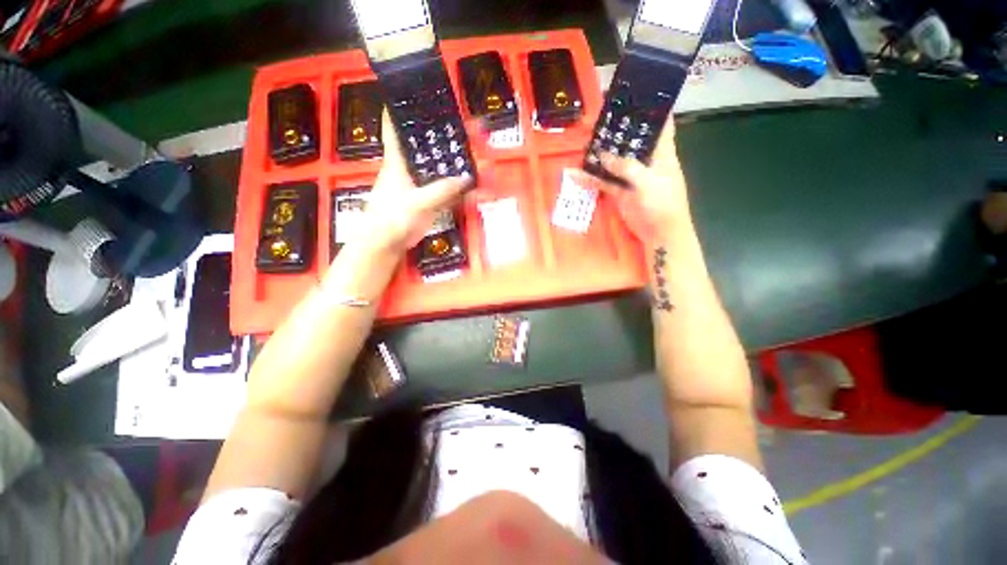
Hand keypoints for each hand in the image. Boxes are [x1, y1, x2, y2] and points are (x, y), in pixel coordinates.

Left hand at [358, 111, 471, 254]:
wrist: (387, 245)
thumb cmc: (391, 219)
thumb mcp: (416, 203)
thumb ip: (440, 191)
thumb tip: (467, 178)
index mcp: (397, 162)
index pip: (394, 128)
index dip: (402, 109)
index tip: (418, 94)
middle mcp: (409, 169)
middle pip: (427, 147)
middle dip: (446, 137)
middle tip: (469, 128)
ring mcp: (421, 186)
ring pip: (440, 169)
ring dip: (457, 163)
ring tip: (479, 155)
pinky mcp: (429, 201)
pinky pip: (447, 190)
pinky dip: (460, 187)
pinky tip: (474, 185)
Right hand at [569, 121, 690, 244]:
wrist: (660, 235)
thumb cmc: (664, 205)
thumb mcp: (648, 182)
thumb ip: (627, 167)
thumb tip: (603, 155)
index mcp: (662, 153)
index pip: (660, 124)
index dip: (650, 109)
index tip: (635, 95)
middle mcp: (646, 162)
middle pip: (630, 141)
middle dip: (616, 131)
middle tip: (597, 119)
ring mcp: (630, 178)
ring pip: (613, 162)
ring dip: (599, 155)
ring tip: (582, 143)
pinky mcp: (620, 193)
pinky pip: (603, 183)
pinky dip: (591, 180)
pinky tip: (576, 175)